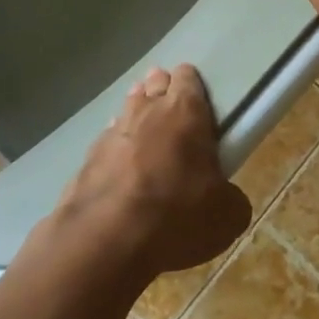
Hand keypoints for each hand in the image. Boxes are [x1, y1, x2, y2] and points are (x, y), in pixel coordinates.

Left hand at [48, 65, 250, 284]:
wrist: (106, 241)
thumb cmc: (177, 216)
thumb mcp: (227, 215)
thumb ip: (230, 196)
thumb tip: (226, 197)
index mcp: (186, 112)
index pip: (187, 76)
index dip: (192, 85)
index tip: (199, 101)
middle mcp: (148, 110)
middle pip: (154, 84)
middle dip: (162, 92)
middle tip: (173, 115)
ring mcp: (113, 131)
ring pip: (127, 108)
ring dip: (137, 116)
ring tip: (146, 135)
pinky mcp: (87, 157)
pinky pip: (107, 140)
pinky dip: (116, 148)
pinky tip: (120, 166)